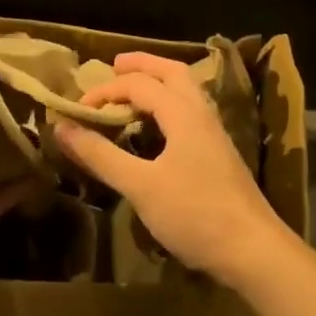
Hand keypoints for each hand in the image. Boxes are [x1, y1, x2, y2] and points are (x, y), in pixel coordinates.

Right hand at [50, 53, 294, 288]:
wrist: (254, 251)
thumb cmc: (195, 214)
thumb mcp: (140, 186)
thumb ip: (101, 155)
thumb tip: (61, 127)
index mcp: (183, 112)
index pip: (139, 84)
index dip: (105, 90)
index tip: (77, 109)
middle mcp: (201, 113)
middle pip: (173, 72)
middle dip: (143, 64)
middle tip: (115, 64)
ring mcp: (214, 133)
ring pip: (187, 90)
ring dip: (159, 81)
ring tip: (134, 89)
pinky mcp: (219, 153)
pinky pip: (191, 110)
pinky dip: (169, 103)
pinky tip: (159, 125)